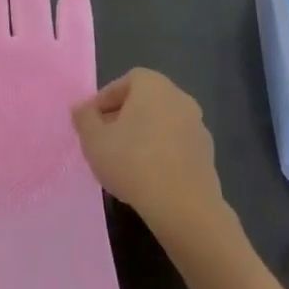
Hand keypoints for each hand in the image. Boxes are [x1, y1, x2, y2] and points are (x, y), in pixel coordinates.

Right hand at [72, 68, 227, 242]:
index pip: (124, 82)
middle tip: (104, 141)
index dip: (104, 100)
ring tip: (124, 163)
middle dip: (122, 118)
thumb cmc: (133, 162)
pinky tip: (148, 177)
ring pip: (161, 124)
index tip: (91, 123)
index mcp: (153, 85)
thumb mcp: (94, 140)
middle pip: (144, 102)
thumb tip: (81, 108)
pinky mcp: (207, 154)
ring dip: (143, 136)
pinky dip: (161, 154)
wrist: (183, 206)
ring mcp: (197, 126)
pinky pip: (176, 146)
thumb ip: (84, 118)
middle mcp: (179, 97)